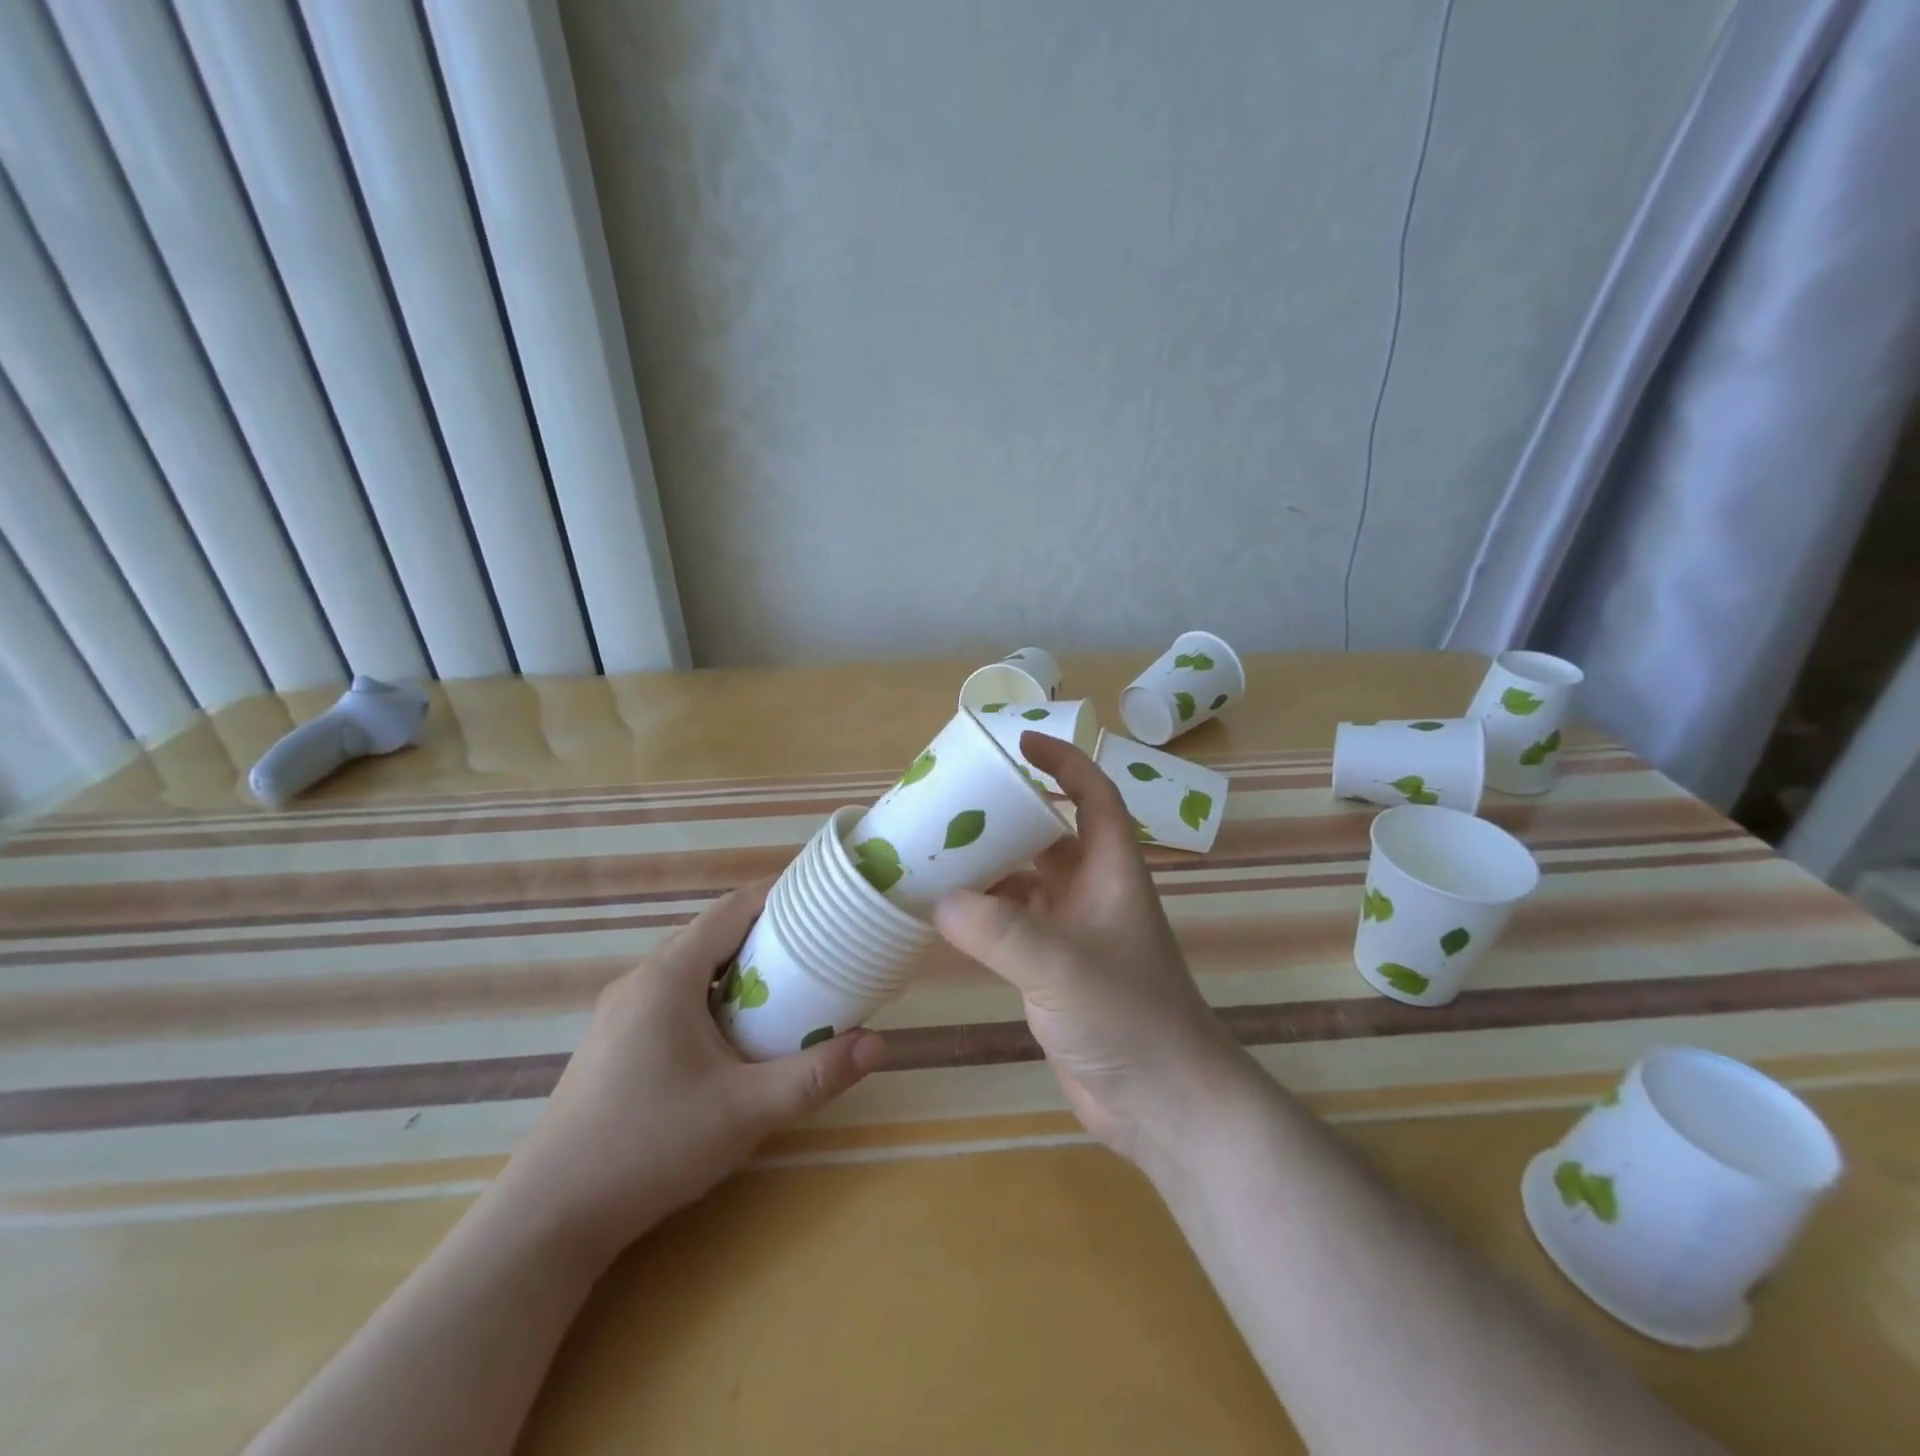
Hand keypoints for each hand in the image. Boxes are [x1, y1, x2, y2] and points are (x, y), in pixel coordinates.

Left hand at [496, 883, 884, 1258]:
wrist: (548, 1218)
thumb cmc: (650, 1146)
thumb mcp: (745, 1111)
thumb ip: (814, 1075)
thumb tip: (878, 1044)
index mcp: (669, 975)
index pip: (732, 908)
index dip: (780, 895)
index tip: (823, 902)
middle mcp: (641, 980)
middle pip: (714, 934)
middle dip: (768, 934)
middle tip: (819, 950)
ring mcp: (620, 1012)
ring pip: (692, 967)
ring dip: (739, 968)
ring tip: (787, 988)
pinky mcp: (614, 1042)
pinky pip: (674, 996)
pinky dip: (713, 995)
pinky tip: (734, 1035)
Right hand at [933, 734, 1247, 1167]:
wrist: (1163, 1102)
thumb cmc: (1128, 1017)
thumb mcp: (1061, 964)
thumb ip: (998, 930)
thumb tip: (938, 899)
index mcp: (1111, 871)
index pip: (1092, 795)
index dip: (1062, 762)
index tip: (1019, 742)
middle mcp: (1093, 893)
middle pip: (1049, 835)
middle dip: (1008, 814)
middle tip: (953, 801)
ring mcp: (1073, 933)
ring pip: (1027, 881)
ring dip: (989, 866)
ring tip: (936, 851)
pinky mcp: (1054, 970)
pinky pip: (1012, 925)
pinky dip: (982, 915)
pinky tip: (945, 914)